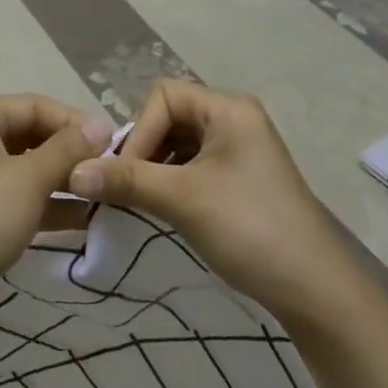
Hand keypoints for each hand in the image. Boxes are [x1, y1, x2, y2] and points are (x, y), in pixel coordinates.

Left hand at [0, 94, 113, 338]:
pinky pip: (14, 195)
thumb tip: (102, 123)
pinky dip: (43, 202)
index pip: (33, 105)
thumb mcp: (29, 179)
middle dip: (68, 152)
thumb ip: (67, 148)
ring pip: (23, 167)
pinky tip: (81, 218)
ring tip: (101, 194)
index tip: (113, 142)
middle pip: (28, 133)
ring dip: (60, 179)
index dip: (74, 121)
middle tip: (108, 170)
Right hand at [66, 80, 355, 330]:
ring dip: (157, 168)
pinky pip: (195, 164)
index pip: (162, 97)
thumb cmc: (249, 229)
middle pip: (170, 116)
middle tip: (128, 188)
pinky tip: (167, 208)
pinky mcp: (242, 176)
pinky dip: (174, 181)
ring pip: (180, 143)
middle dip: (145, 149)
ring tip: (144, 201)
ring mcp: (241, 148)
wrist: (315, 291)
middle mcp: (235, 117)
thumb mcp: (182, 200)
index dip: (139, 131)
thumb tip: (72, 173)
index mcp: (227, 107)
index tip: (127, 175)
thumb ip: (126, 180)